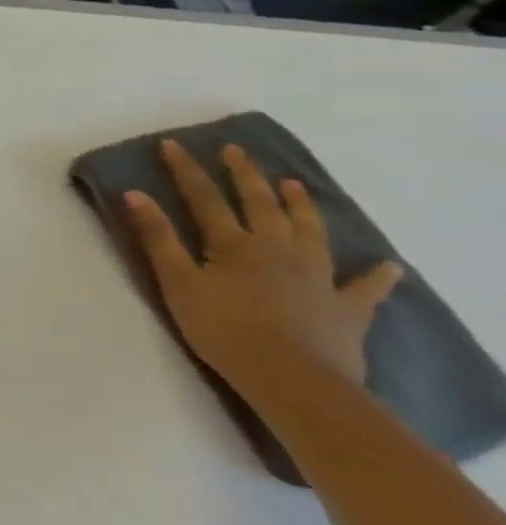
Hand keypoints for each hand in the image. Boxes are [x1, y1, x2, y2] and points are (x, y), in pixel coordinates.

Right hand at [124, 142, 402, 394]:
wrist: (293, 379)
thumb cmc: (223, 329)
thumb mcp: (178, 283)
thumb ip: (158, 238)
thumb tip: (135, 194)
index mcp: (234, 244)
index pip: (204, 198)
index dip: (186, 170)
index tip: (172, 145)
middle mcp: (277, 249)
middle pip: (260, 204)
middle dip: (244, 175)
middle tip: (235, 151)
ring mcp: (317, 276)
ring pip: (310, 231)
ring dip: (300, 206)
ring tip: (293, 185)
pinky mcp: (346, 307)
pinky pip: (365, 287)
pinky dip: (377, 276)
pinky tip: (388, 266)